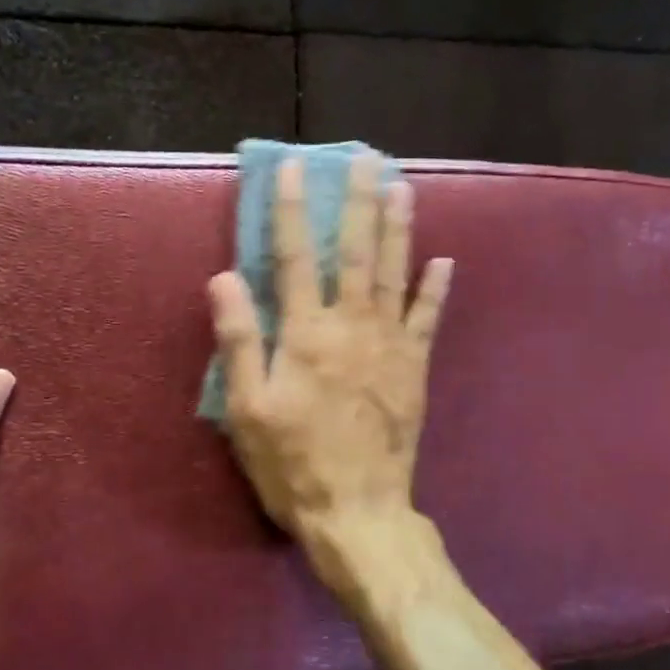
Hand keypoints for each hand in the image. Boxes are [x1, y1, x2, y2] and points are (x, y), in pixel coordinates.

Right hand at [208, 154, 452, 596]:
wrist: (358, 511)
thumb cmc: (293, 463)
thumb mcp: (248, 409)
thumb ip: (240, 340)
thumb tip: (225, 277)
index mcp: (306, 334)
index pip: (293, 257)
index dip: (292, 210)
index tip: (294, 168)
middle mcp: (351, 326)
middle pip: (354, 252)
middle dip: (358, 201)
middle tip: (367, 158)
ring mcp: (390, 345)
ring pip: (394, 273)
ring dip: (398, 228)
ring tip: (402, 187)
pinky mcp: (414, 368)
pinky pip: (428, 320)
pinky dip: (436, 289)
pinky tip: (445, 261)